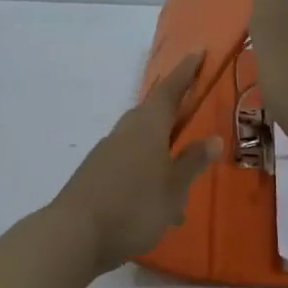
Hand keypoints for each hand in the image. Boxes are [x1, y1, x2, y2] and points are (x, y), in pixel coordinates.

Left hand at [53, 51, 222, 272]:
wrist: (73, 235)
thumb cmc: (133, 207)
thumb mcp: (173, 189)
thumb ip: (192, 163)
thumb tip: (213, 138)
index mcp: (147, 127)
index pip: (170, 91)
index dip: (185, 72)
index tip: (198, 52)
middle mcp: (125, 132)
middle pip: (151, 113)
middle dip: (172, 111)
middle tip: (191, 113)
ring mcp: (106, 153)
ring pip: (140, 142)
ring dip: (160, 152)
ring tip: (180, 184)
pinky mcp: (94, 174)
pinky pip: (128, 163)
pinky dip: (145, 174)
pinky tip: (154, 205)